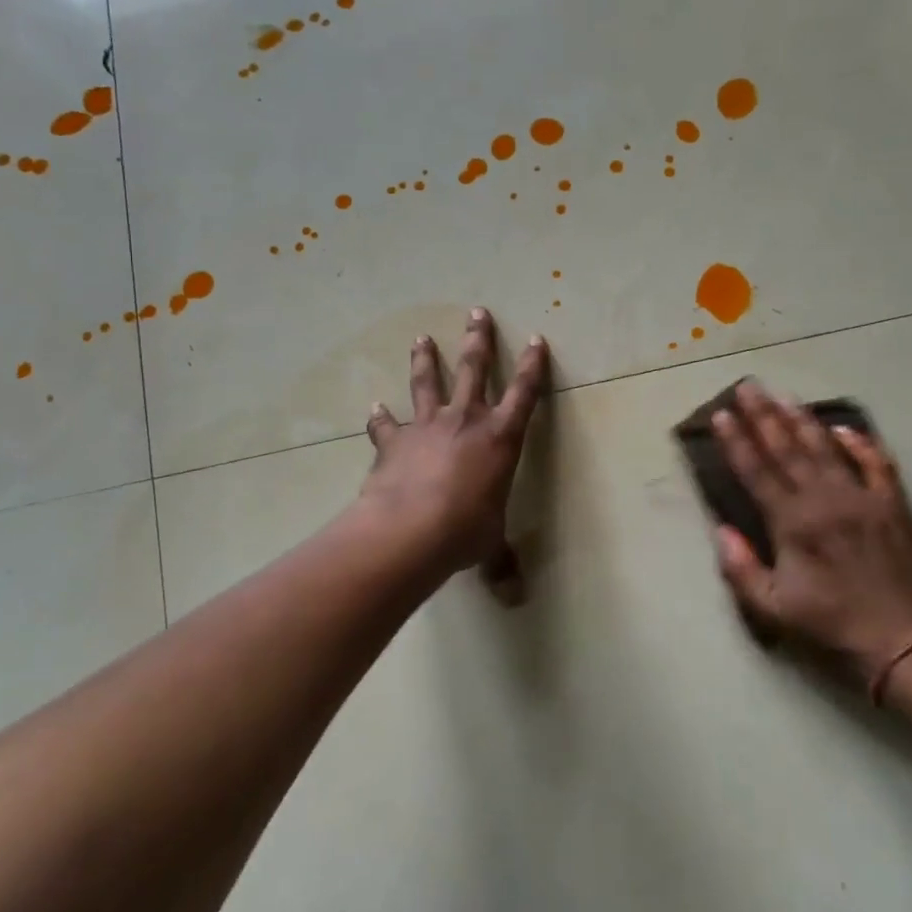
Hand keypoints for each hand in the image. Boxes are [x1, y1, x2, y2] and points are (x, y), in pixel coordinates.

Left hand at [360, 308, 548, 578]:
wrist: (410, 530)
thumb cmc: (464, 531)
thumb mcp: (489, 547)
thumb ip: (500, 564)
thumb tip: (514, 598)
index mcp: (500, 439)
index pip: (524, 395)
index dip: (533, 367)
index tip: (537, 340)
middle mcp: (465, 422)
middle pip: (474, 370)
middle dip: (478, 340)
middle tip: (476, 312)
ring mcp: (427, 427)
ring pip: (428, 383)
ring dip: (427, 360)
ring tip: (422, 338)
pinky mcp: (394, 442)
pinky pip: (386, 426)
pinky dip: (380, 418)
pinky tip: (373, 408)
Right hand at [712, 382, 911, 677]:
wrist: (905, 641)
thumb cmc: (832, 626)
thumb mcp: (774, 608)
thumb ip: (741, 568)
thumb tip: (721, 529)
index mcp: (792, 523)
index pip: (756, 471)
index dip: (736, 441)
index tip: (722, 414)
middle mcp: (824, 500)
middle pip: (787, 448)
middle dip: (763, 415)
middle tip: (748, 386)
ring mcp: (861, 497)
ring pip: (825, 448)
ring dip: (802, 419)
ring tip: (783, 394)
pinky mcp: (892, 504)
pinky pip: (876, 463)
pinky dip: (860, 443)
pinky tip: (843, 428)